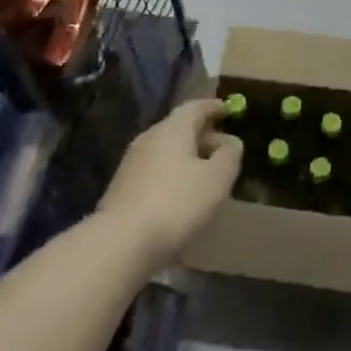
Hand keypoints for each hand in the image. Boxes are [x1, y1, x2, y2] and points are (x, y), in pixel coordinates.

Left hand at [99, 99, 242, 268]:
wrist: (120, 243)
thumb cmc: (176, 203)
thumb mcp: (216, 179)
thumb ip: (229, 156)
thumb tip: (231, 143)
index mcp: (173, 128)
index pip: (196, 107)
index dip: (214, 107)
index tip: (229, 110)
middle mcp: (150, 137)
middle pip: (180, 127)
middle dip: (203, 135)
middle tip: (223, 149)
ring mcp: (132, 162)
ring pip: (167, 150)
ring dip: (188, 157)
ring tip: (206, 175)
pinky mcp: (122, 187)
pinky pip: (155, 170)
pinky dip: (173, 174)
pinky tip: (181, 195)